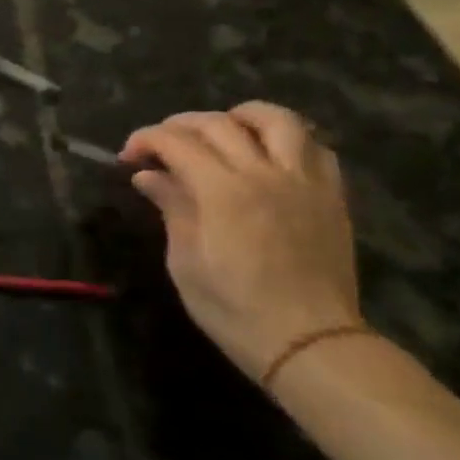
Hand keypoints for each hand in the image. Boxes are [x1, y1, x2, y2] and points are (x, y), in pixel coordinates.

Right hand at [121, 103, 360, 381]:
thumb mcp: (185, 262)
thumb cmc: (234, 309)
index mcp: (223, 192)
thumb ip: (171, 208)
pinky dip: (288, 140)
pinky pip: (315, 149)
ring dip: (241, 116)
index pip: (177, 142)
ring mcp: (304, 182)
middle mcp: (265, 174)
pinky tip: (269, 156)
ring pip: (277, 120)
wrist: (310, 343)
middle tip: (161, 144)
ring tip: (222, 130)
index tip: (128, 156)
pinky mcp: (331, 197)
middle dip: (180, 125)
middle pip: (219, 123)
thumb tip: (148, 176)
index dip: (146, 140)